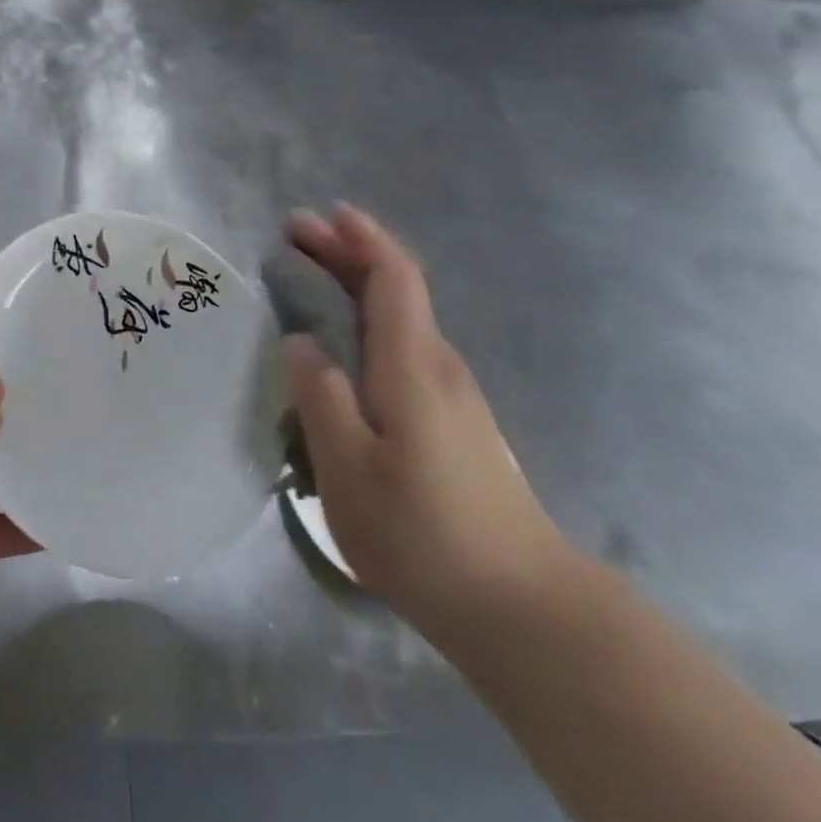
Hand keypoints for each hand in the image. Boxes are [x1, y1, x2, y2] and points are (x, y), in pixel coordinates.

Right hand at [285, 205, 572, 638]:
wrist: (522, 607)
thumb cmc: (426, 534)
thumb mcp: (350, 468)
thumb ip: (321, 397)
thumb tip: (299, 342)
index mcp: (412, 365)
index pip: (393, 277)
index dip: (360, 238)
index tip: (323, 214)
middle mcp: (438, 366)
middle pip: (397, 289)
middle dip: (349, 252)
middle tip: (297, 236)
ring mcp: (453, 395)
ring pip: (402, 318)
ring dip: (358, 286)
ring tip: (313, 279)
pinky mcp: (455, 423)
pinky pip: (406, 346)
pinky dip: (371, 321)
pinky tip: (347, 345)